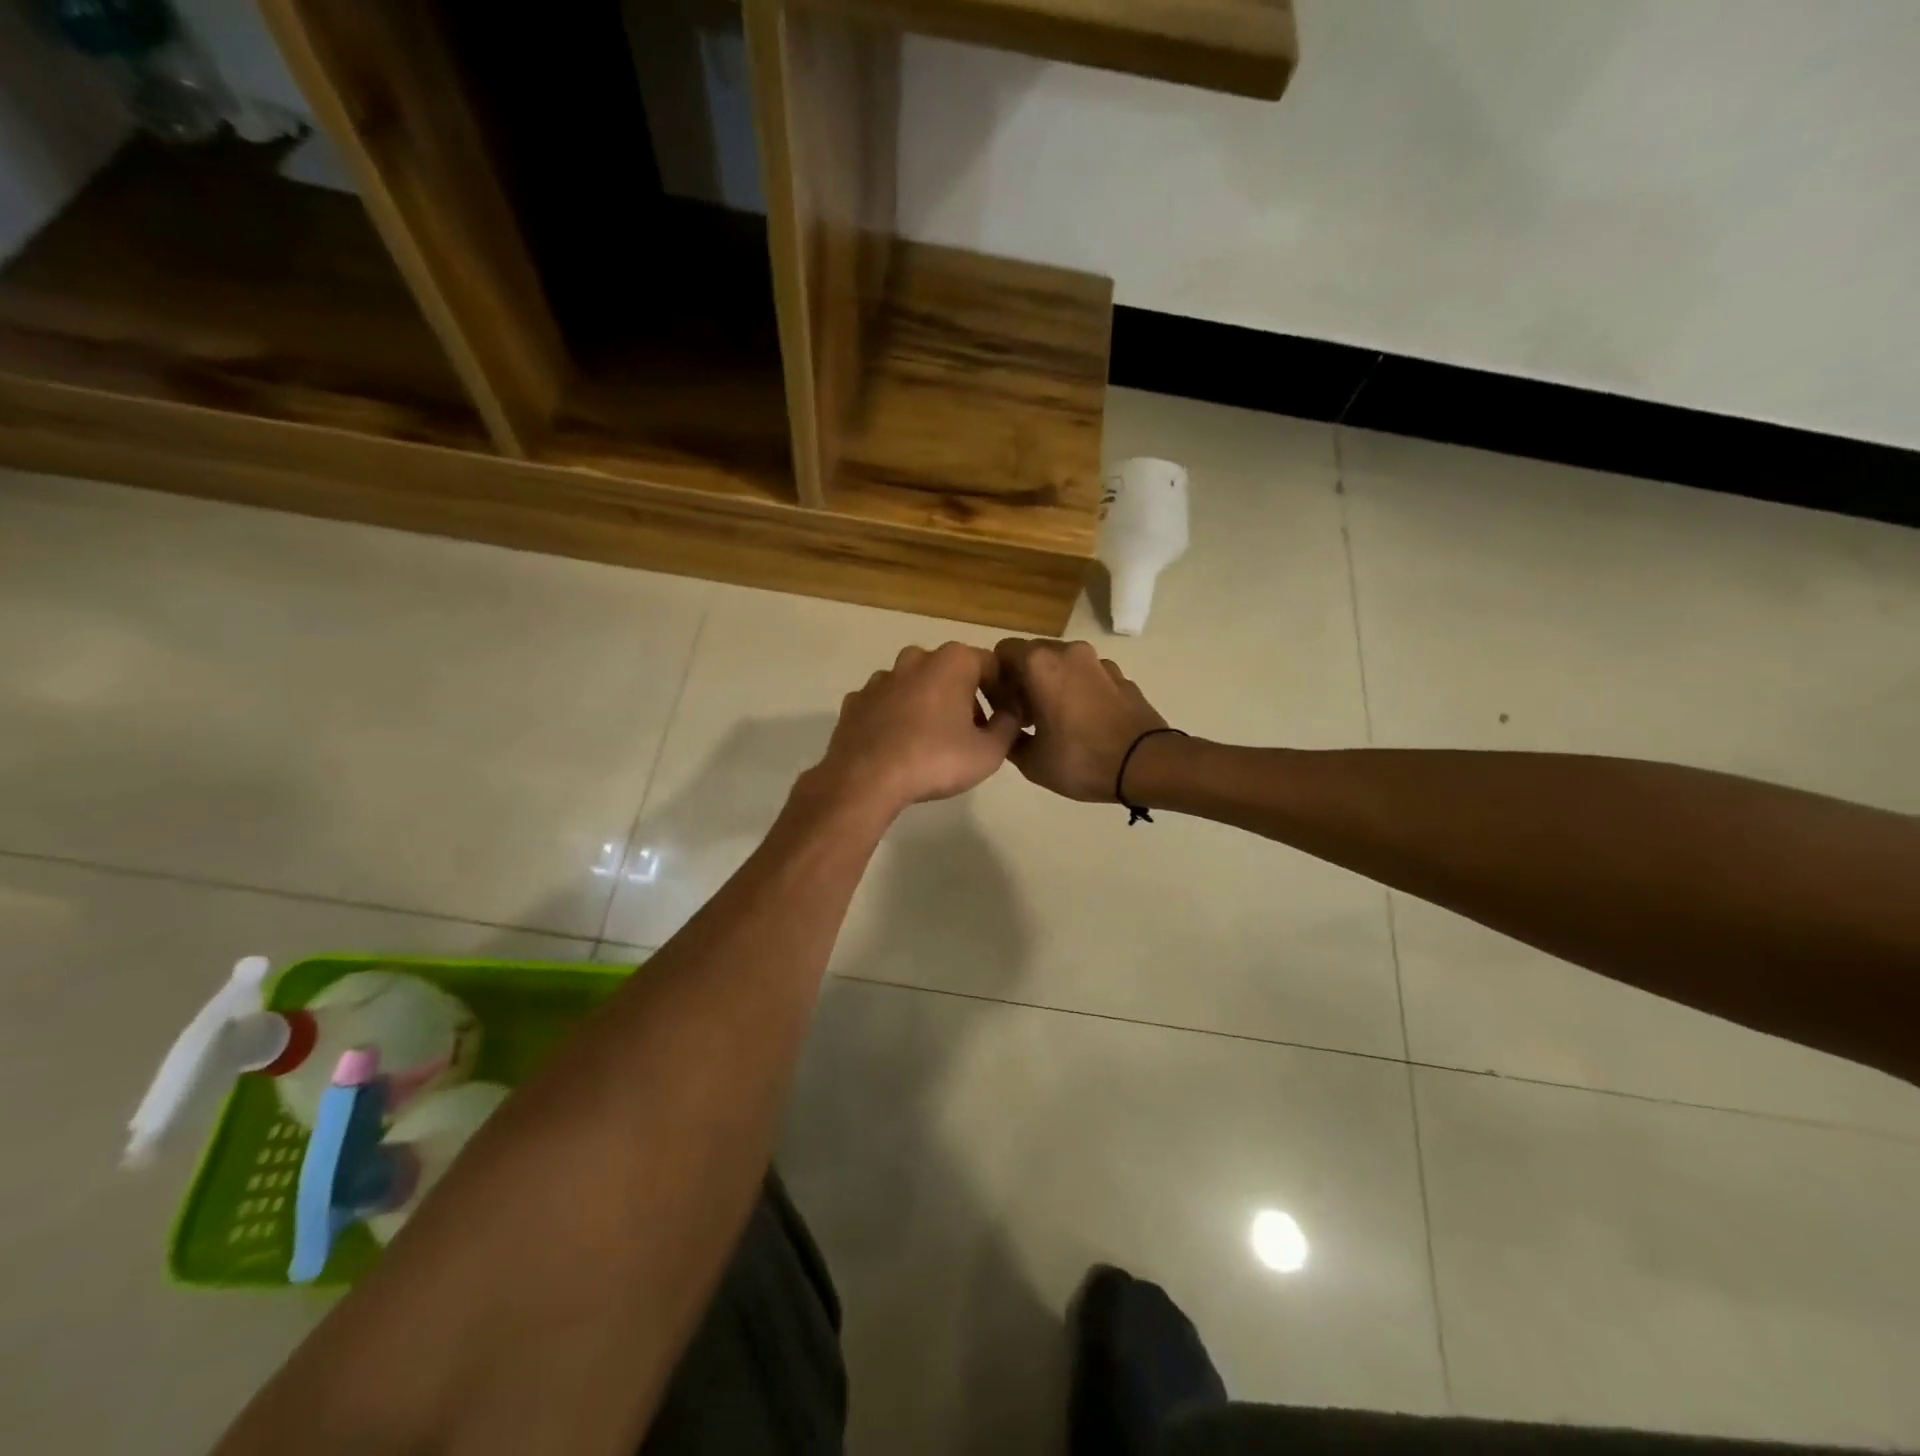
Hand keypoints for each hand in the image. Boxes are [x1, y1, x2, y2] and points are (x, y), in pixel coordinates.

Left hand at [809, 643, 1022, 817]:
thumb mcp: (990, 752)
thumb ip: (1009, 726)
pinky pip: (887, 703)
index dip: (1003, 691)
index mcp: (954, 661)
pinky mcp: (857, 700)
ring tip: (935, 741)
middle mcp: (916, 658)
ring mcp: (881, 678)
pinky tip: (901, 744)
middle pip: (952, 672)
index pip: (992, 665)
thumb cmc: (936, 760)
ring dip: (930, 704)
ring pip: (916, 685)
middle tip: (973, 732)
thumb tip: (1010, 713)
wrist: (865, 779)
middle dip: (965, 696)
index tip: (1006, 719)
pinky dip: (898, 717)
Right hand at [993, 639, 1168, 801]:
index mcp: (1040, 664)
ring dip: (1053, 684)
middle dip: (1024, 680)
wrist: (1147, 764)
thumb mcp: (1032, 762)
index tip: (1002, 707)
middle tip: (1025, 716)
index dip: (996, 678)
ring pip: (1063, 665)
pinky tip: (1085, 723)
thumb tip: (1005, 729)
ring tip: (1057, 721)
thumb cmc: (1082, 760)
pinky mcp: (1122, 676)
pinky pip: (1088, 677)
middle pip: (1034, 655)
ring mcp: (1100, 662)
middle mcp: (1069, 652)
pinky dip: (1079, 691)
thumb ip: (1008, 739)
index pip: (1003, 652)